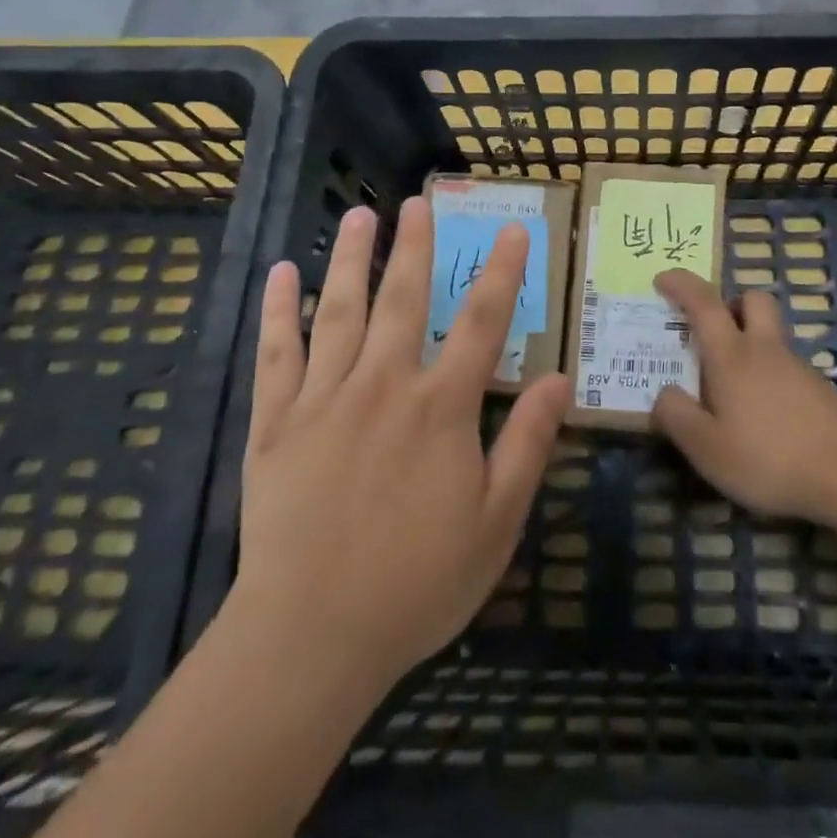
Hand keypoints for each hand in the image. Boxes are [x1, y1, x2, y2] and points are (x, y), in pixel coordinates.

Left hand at [227, 199, 572, 690]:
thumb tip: (559, 378)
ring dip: (353, 260)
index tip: (511, 229)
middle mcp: (385, 386)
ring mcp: (325, 399)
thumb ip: (528, 444)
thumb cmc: (416, 583)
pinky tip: (284, 273)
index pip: (482, 323)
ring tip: (362, 215)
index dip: (500, 273)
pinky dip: (280, 310)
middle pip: (404, 300)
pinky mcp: (277, 422)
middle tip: (418, 201)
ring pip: (341, 313)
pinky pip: (277, 354)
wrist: (312, 637)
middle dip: (415, 247)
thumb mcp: (495, 522)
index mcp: (441, 408)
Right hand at [650, 269, 836, 524]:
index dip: (681, 284)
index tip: (662, 279)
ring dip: (748, 341)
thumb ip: (677, 416)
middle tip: (709, 332)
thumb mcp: (707, 449)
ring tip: (728, 387)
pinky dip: (766, 373)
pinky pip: (783, 364)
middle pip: (752, 299)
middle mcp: (765, 349)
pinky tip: (761, 414)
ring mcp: (796, 367)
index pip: (703, 302)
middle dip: (729, 303)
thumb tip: (663, 392)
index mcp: (732, 355)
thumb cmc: (769, 457)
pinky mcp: (817, 389)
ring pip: (770, 333)